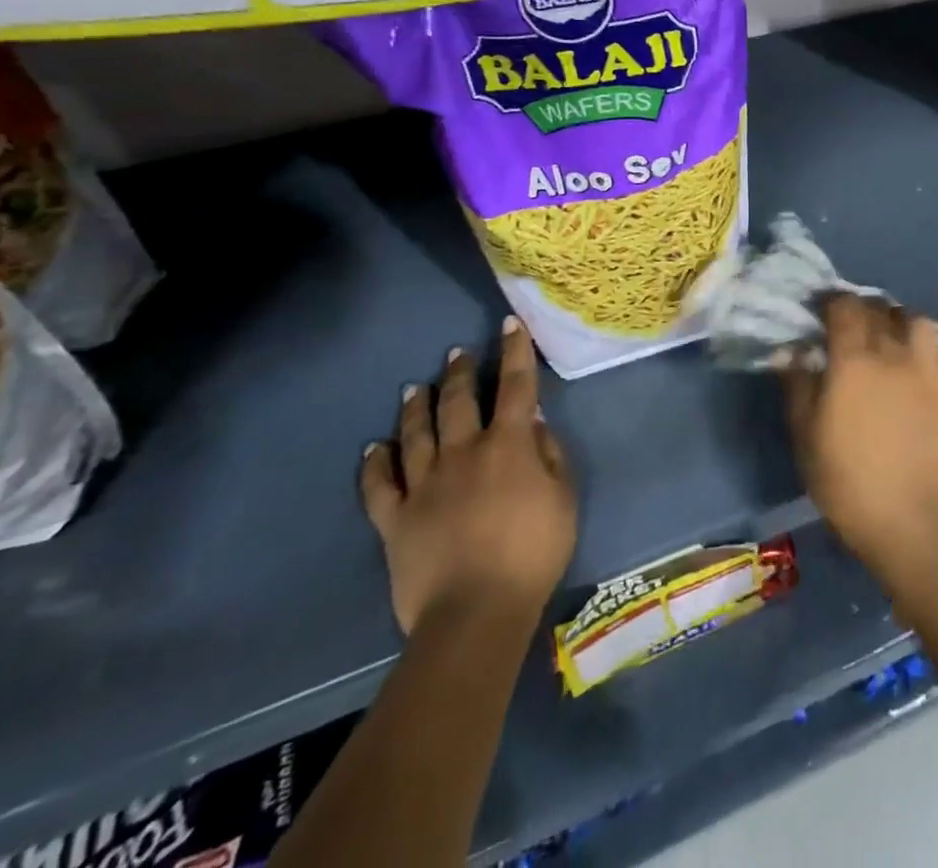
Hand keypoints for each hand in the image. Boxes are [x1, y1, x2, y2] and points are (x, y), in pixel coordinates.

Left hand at [361, 316, 576, 635]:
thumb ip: (549, 454)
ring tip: (414, 387)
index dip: (514, 352)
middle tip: (457, 353)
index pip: (515, 386)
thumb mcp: (564, 497)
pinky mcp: (394, 519)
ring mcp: (423, 485)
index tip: (510, 325)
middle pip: (458, 402)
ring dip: (415, 406)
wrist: (476, 612)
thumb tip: (532, 421)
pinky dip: (374, 463)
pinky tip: (373, 447)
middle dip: (459, 373)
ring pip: (415, 433)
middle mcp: (462, 453)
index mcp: (507, 445)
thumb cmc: (534, 552)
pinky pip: (379, 484)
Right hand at [783, 295, 937, 585]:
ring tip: (896, 342)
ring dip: (905, 324)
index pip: (845, 307)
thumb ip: (799, 386)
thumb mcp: (806, 436)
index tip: (822, 312)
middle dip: (864, 311)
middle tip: (853, 329)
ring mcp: (931, 370)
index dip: (832, 302)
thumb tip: (792, 350)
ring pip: (921, 323)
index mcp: (854, 360)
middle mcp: (895, 353)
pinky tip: (931, 373)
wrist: (911, 520)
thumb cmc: (847, 482)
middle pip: (881, 310)